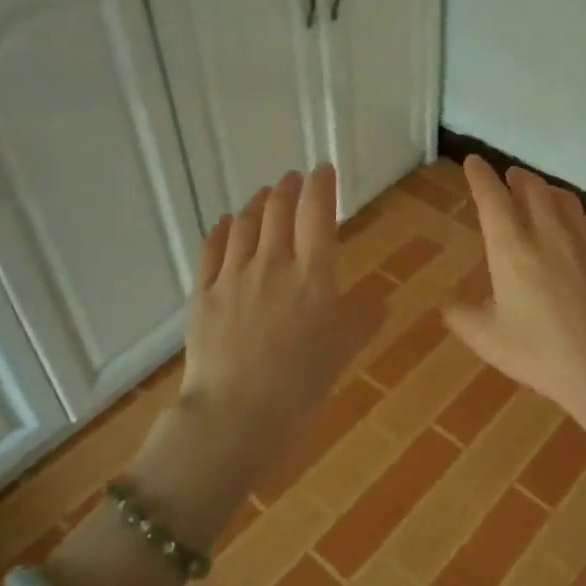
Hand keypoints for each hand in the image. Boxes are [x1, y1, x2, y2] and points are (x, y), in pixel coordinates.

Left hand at [178, 165, 378, 473]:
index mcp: (312, 276)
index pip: (317, 214)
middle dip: (288, 188)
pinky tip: (225, 224)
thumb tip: (382, 300)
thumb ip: (363, 320)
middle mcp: (272, 265)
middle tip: (293, 180)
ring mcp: (233, 277)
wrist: (236, 415)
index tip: (322, 170)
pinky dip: (221, 230)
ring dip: (257, 203)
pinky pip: (211, 250)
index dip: (321, 186)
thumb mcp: (343, 352)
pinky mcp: (203, 294)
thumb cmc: (301, 386)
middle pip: (278, 211)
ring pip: (244, 225)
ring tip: (264, 195)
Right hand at [444, 156, 585, 435]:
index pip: (492, 197)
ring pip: (563, 198)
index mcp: (511, 247)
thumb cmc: (541, 352)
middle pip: (531, 187)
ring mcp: (583, 239)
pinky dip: (575, 215)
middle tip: (509, 177)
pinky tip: (576, 228)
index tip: (473, 162)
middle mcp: (547, 232)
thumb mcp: (489, 340)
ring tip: (540, 194)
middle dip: (516, 177)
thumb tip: (449, 306)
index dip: (480, 176)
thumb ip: (463, 318)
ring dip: (546, 190)